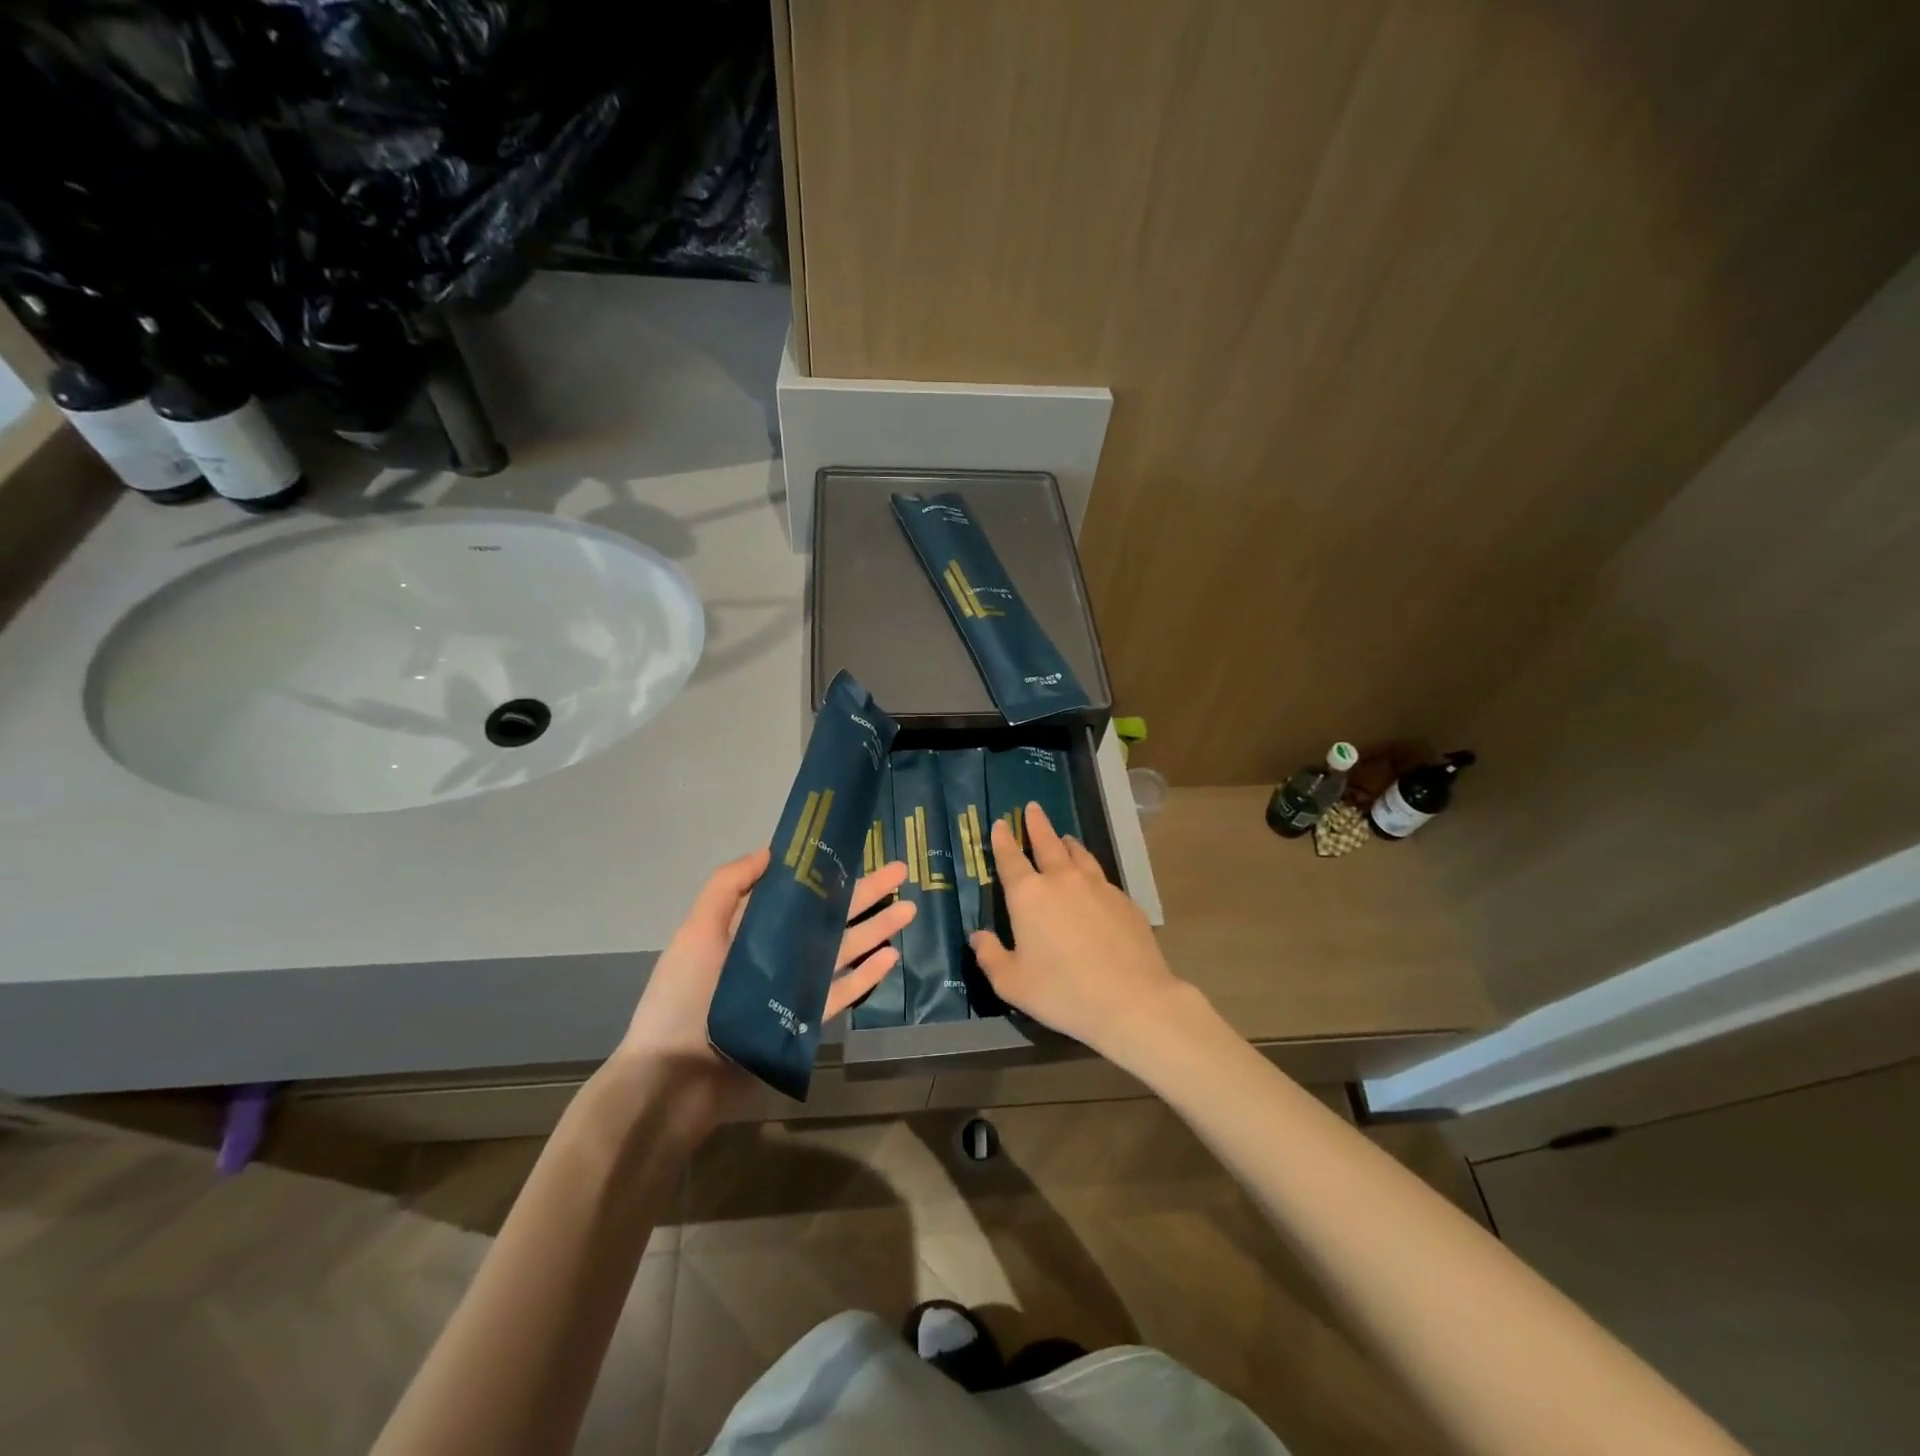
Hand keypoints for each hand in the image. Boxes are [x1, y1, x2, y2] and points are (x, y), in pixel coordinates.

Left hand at [616, 849, 914, 1127]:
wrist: (676, 1079)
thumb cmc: (684, 997)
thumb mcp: (697, 931)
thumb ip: (728, 886)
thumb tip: (771, 852)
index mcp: (752, 928)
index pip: (798, 891)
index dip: (827, 870)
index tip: (855, 849)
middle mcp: (777, 952)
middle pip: (829, 916)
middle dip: (864, 893)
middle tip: (900, 871)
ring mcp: (793, 987)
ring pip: (843, 950)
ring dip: (875, 928)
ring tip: (908, 908)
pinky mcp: (805, 1020)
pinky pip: (842, 992)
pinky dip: (866, 975)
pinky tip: (891, 955)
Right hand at [971, 802, 1187, 1061]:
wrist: (1131, 999)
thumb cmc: (1062, 992)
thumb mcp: (1012, 983)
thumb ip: (990, 956)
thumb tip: (977, 936)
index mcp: (1028, 896)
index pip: (1011, 858)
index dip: (1003, 840)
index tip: (1000, 823)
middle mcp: (1062, 880)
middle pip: (1047, 843)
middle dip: (1037, 824)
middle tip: (1032, 808)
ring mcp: (1097, 886)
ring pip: (1078, 853)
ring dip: (1066, 842)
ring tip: (1063, 837)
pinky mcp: (1123, 899)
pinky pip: (1100, 875)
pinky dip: (1089, 868)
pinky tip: (1091, 879)